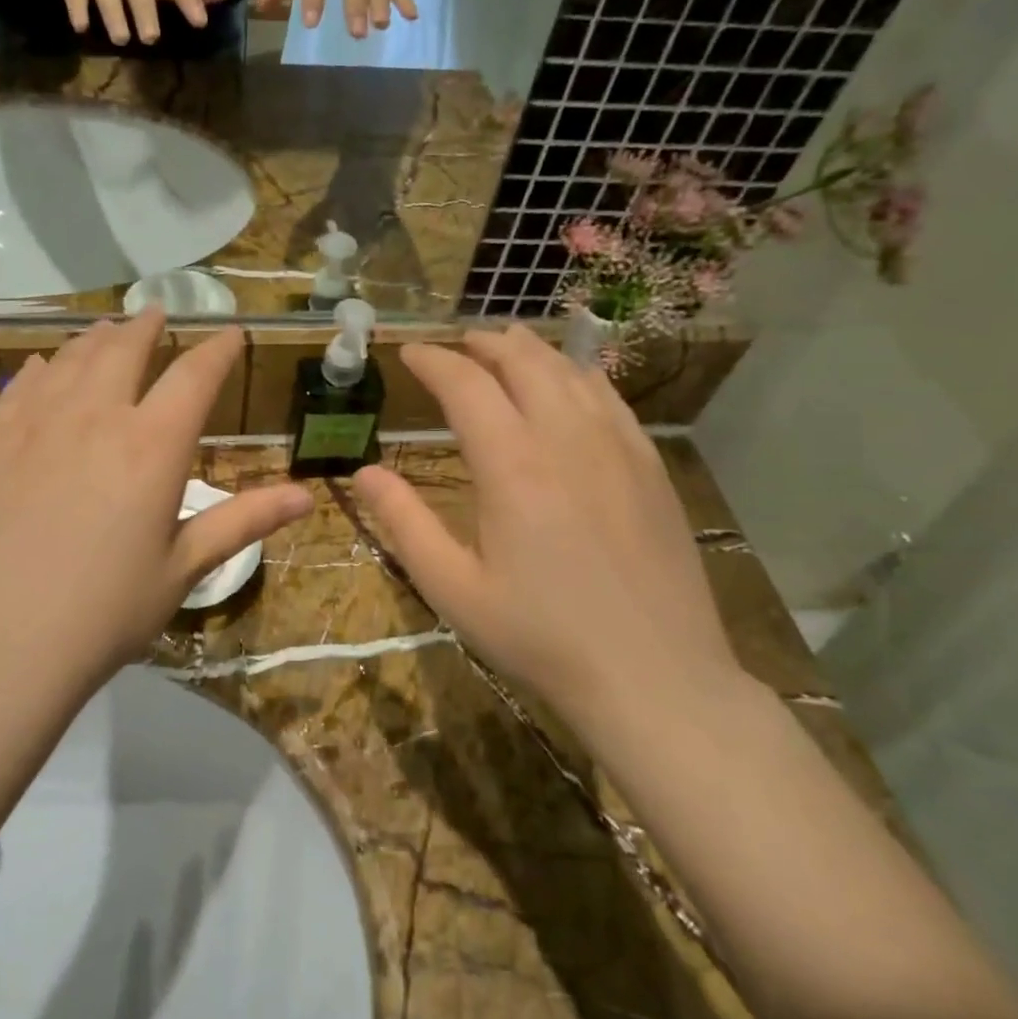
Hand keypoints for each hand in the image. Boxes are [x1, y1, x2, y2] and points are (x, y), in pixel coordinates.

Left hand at [0, 312, 312, 693]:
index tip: (230, 335)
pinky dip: (38, 369)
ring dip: (94, 339)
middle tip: (156, 314)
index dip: (218, 350)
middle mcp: (93, 416)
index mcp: (151, 446)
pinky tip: (40, 367)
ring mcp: (31, 424)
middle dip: (147, 327)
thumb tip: (306, 496)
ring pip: (68, 359)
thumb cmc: (105, 613)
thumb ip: (243, 521)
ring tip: (106, 331)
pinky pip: (17, 387)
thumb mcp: (183, 568)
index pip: (195, 376)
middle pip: (123, 349)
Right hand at [352, 325, 739, 720]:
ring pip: (570, 371)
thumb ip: (404, 523)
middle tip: (456, 342)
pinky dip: (580, 374)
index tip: (408, 352)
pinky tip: (572, 381)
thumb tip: (363, 473)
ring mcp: (617, 447)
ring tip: (507, 344)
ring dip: (531, 350)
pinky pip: (610, 398)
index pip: (465, 385)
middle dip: (483, 343)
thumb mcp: (453, 588)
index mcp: (511, 465)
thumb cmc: (540, 635)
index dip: (432, 361)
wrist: (654, 676)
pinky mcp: (651, 466)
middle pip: (523, 362)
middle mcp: (565, 438)